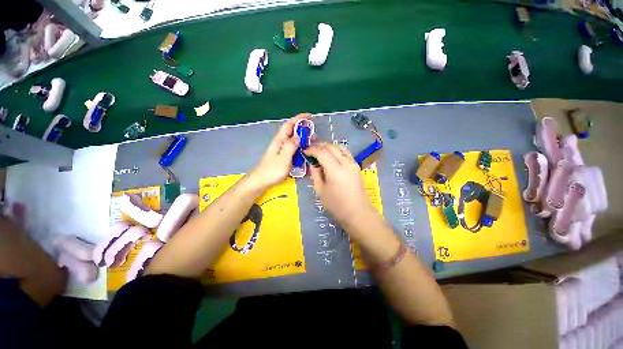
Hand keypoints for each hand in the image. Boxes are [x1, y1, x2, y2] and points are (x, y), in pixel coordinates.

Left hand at [249, 114, 309, 188]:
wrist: (261, 181)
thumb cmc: (272, 170)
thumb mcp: (283, 158)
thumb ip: (291, 146)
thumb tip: (298, 136)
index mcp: (280, 140)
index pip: (289, 125)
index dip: (299, 119)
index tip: (309, 116)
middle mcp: (280, 143)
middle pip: (292, 132)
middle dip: (303, 130)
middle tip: (314, 134)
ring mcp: (281, 150)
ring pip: (293, 140)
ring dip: (302, 139)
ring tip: (312, 143)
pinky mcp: (282, 156)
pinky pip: (293, 148)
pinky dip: (300, 147)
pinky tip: (304, 152)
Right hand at [304, 143, 379, 229]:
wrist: (358, 213)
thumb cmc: (337, 205)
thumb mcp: (320, 190)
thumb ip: (315, 174)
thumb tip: (312, 163)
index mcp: (335, 170)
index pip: (322, 152)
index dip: (312, 150)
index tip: (305, 151)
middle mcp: (346, 162)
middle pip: (331, 147)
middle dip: (320, 146)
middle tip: (311, 150)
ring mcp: (353, 163)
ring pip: (340, 147)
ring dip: (329, 147)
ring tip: (320, 152)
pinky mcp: (356, 166)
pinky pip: (345, 153)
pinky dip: (337, 151)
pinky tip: (331, 157)